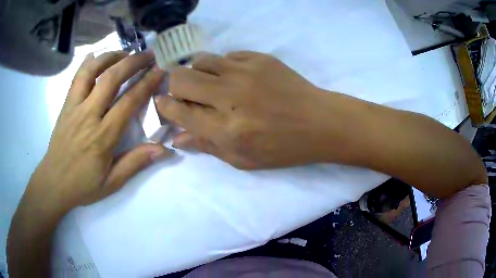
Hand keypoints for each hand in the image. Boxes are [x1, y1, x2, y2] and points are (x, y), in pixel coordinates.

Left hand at [27, 51, 170, 213]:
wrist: (53, 183)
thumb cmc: (83, 185)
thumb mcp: (112, 182)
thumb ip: (136, 162)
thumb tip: (164, 149)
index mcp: (103, 136)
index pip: (129, 102)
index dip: (147, 83)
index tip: (160, 70)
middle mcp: (88, 115)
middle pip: (111, 79)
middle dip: (133, 62)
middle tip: (148, 54)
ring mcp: (74, 107)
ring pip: (92, 71)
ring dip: (110, 57)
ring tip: (124, 53)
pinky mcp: (65, 105)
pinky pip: (76, 78)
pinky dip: (87, 63)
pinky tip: (95, 56)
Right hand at [155, 51, 339, 168]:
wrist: (319, 123)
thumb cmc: (282, 148)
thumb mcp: (243, 159)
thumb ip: (206, 147)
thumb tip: (176, 137)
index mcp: (225, 128)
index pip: (179, 110)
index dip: (165, 107)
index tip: (163, 104)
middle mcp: (230, 95)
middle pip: (181, 78)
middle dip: (175, 87)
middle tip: (185, 95)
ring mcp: (245, 71)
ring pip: (200, 60)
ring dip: (198, 73)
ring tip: (210, 84)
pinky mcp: (259, 58)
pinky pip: (227, 55)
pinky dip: (223, 67)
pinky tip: (235, 78)